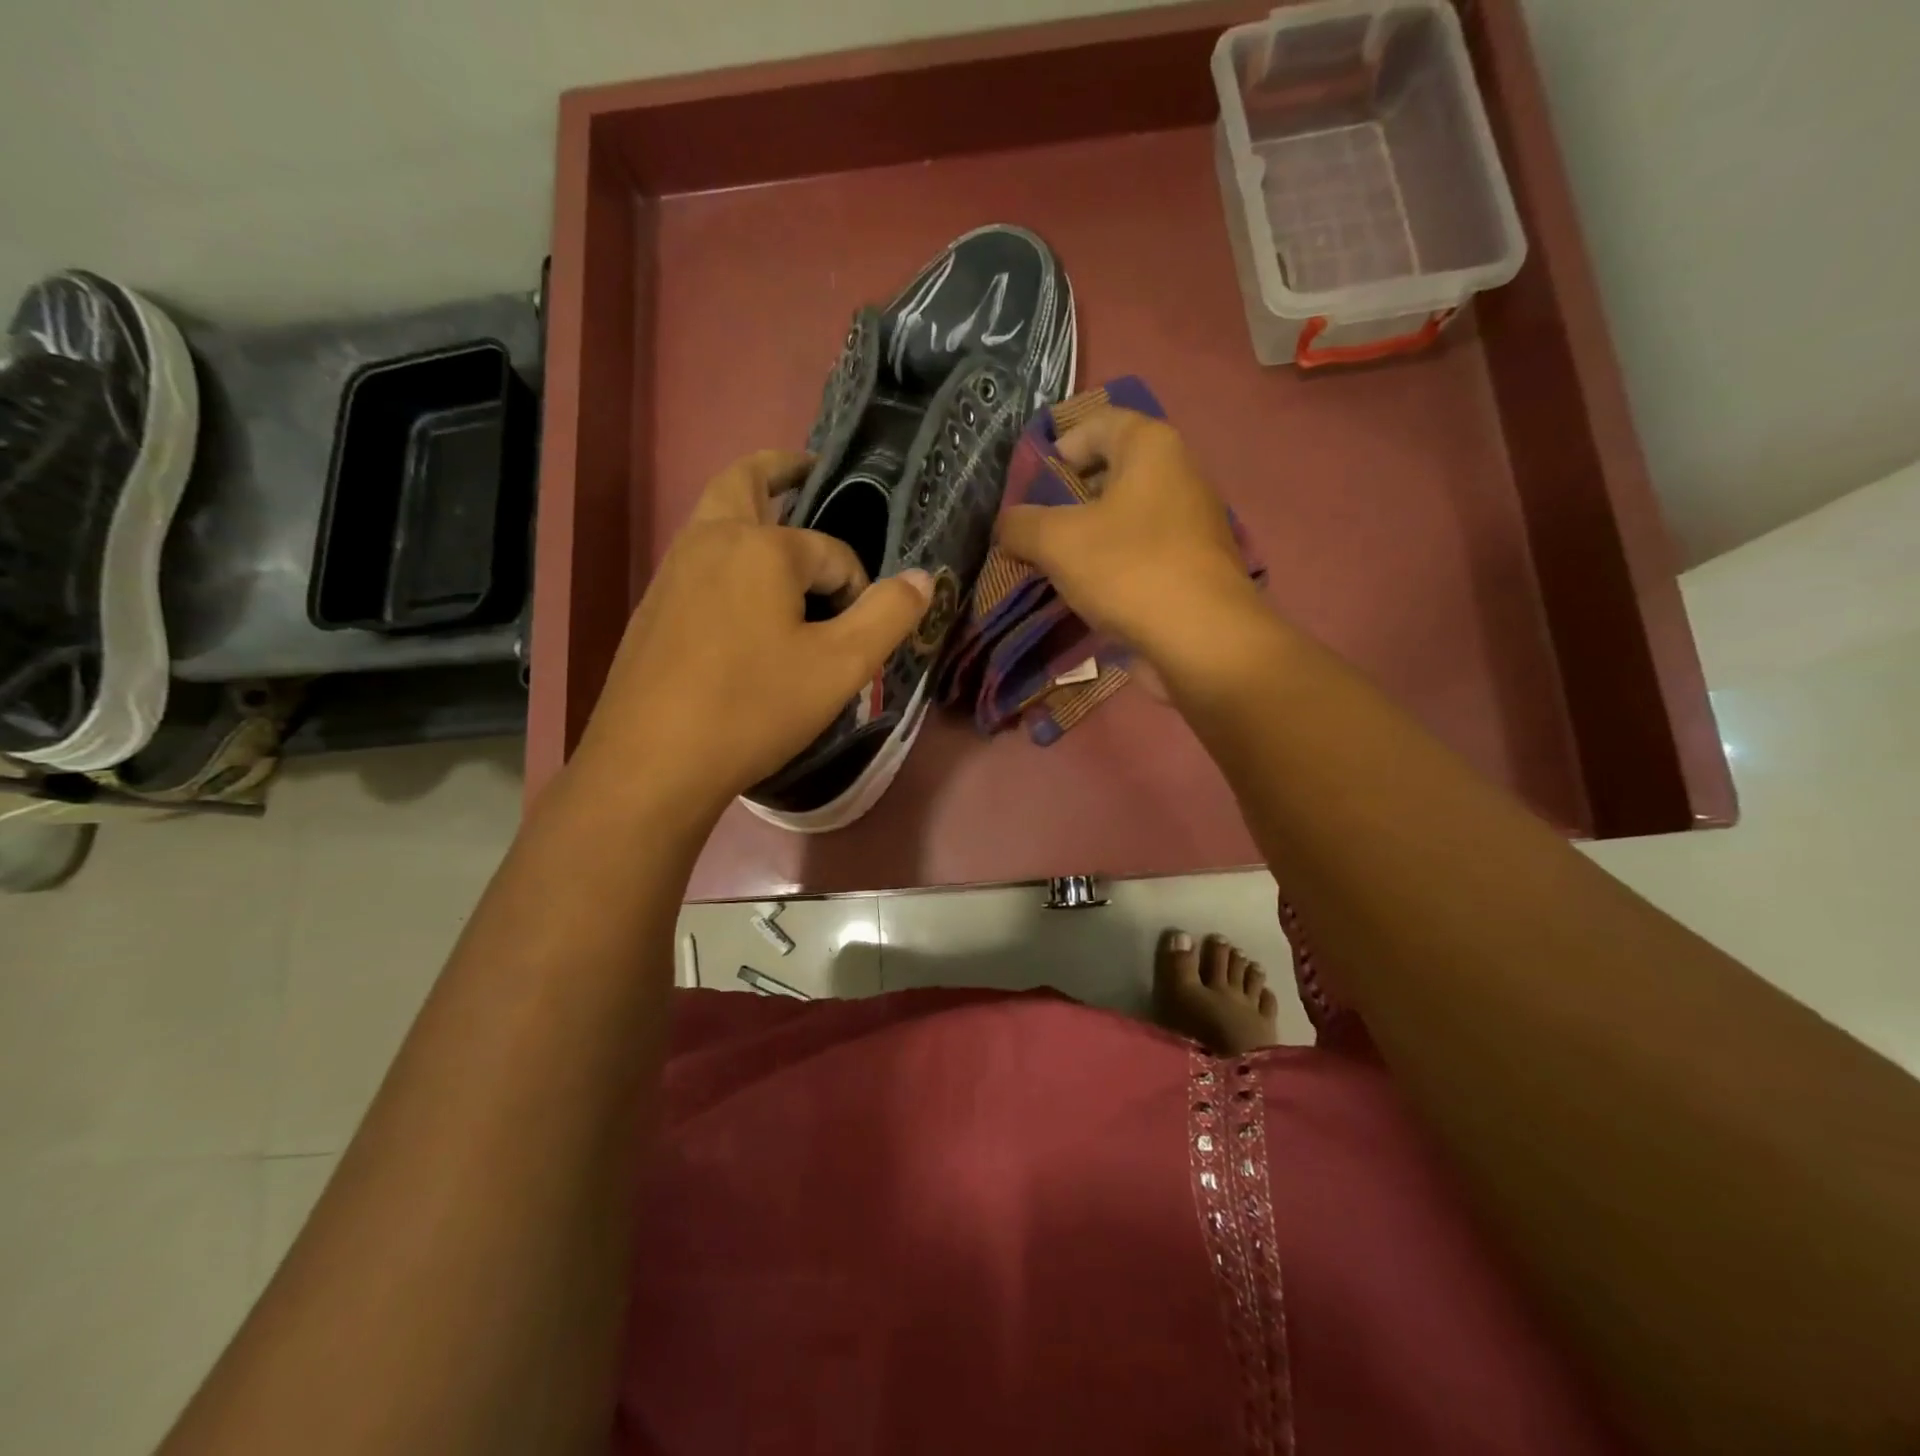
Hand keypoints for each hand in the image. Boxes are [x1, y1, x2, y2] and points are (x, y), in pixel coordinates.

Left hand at [569, 450, 932, 818]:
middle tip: (807, 471)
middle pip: (745, 482)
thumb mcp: (840, 667)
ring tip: (783, 539)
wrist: (653, 762)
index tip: (859, 635)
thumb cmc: (754, 707)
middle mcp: (710, 541)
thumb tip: (923, 577)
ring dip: (750, 512)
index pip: (832, 552)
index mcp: (762, 547)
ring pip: (715, 519)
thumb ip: (888, 615)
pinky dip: (728, 554)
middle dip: (780, 470)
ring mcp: (672, 572)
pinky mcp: (653, 607)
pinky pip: (699, 559)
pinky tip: (744, 603)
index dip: (856, 588)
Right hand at [995, 406, 1263, 669]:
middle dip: (1067, 499)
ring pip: (1123, 518)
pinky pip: (1139, 553)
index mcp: (1151, 447)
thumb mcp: (1057, 541)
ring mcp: (1189, 523)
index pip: (1097, 424)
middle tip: (1033, 529)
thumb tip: (1009, 525)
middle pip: (1110, 473)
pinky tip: (1086, 594)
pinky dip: (1110, 566)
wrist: (1201, 640)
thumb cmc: (1129, 570)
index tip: (1028, 487)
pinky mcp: (1191, 566)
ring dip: (1086, 538)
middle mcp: (1177, 474)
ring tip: (1052, 566)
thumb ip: (1022, 525)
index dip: (1057, 448)